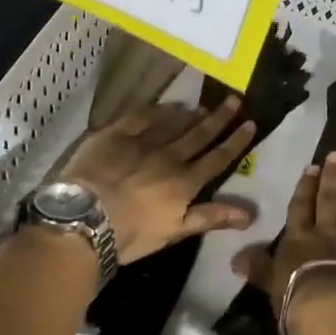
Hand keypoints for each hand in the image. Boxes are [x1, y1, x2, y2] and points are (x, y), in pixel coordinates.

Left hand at [57, 99, 256, 262]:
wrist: (85, 219)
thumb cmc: (131, 234)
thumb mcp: (175, 232)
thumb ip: (211, 217)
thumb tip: (249, 215)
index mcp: (186, 182)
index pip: (218, 158)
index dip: (235, 141)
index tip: (250, 124)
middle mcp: (170, 157)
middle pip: (200, 134)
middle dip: (220, 118)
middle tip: (235, 100)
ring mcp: (143, 142)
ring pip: (174, 123)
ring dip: (192, 114)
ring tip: (205, 106)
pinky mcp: (117, 134)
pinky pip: (142, 116)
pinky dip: (158, 110)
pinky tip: (167, 106)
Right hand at [233, 152, 335, 334]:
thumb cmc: (301, 303)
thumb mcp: (273, 287)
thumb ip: (259, 270)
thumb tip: (237, 258)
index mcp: (301, 238)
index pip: (301, 207)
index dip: (305, 187)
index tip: (311, 167)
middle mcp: (330, 231)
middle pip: (330, 199)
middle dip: (332, 176)